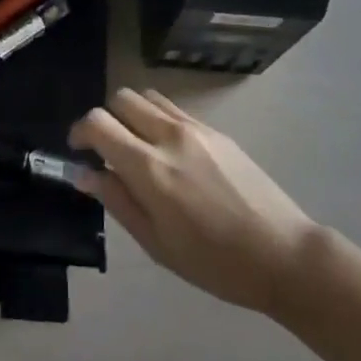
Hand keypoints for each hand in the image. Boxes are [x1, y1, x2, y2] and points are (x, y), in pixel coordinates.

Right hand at [70, 88, 317, 314]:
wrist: (282, 254)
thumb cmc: (215, 263)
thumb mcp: (158, 244)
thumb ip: (118, 201)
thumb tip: (85, 173)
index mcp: (150, 168)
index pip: (100, 123)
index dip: (80, 130)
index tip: (78, 149)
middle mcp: (169, 136)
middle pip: (121, 98)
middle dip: (106, 118)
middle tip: (108, 150)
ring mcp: (195, 128)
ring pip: (148, 97)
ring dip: (132, 114)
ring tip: (138, 148)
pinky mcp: (215, 130)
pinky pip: (174, 109)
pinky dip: (158, 119)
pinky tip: (169, 153)